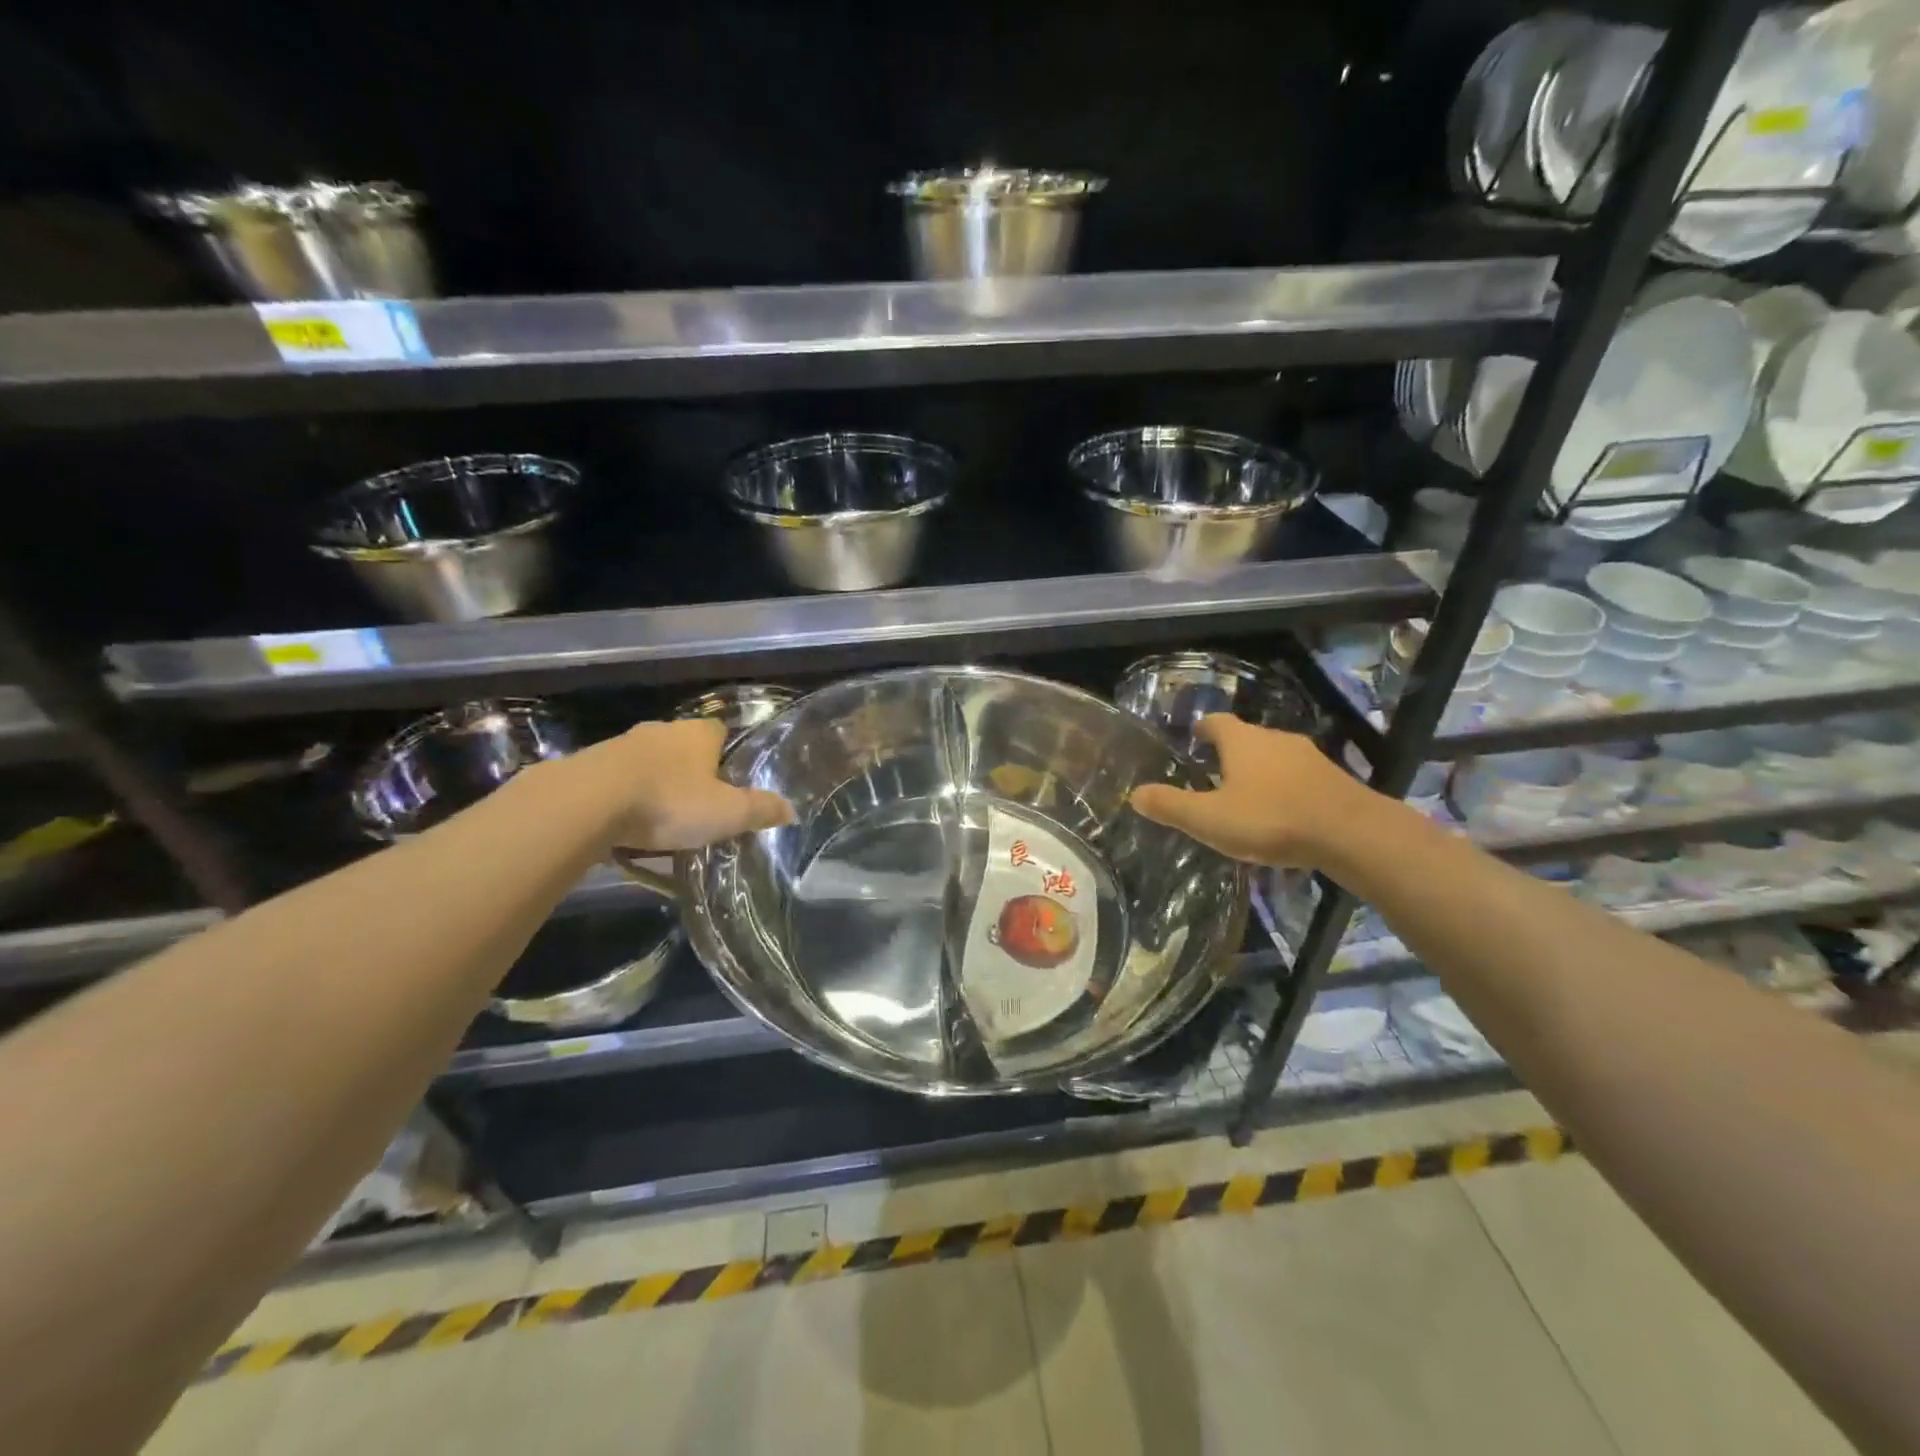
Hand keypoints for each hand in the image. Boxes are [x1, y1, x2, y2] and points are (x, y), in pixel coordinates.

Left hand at [555, 719, 793, 852]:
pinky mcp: (590, 766)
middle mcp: (661, 730)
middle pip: (684, 748)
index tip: (729, 782)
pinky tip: (627, 827)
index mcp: (698, 733)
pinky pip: (618, 782)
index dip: (727, 754)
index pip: (720, 731)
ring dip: (656, 786)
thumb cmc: (669, 801)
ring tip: (662, 822)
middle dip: (691, 773)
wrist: (587, 802)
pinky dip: (625, 799)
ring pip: (649, 764)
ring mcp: (622, 745)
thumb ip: (760, 810)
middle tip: (699, 807)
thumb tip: (791, 810)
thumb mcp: (727, 813)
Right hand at [1129, 716, 1373, 868]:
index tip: (1193, 740)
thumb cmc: (1271, 819)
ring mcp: (1308, 757)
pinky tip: (1281, 814)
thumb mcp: (1210, 819)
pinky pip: (1298, 777)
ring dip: (1259, 772)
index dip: (1201, 730)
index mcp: (1242, 741)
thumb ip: (1171, 806)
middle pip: (1246, 738)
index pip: (1215, 722)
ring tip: (1245, 798)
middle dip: (1228, 754)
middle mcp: (1275, 739)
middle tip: (1211, 776)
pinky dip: (1285, 789)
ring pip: (1274, 757)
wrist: (1353, 833)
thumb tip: (1135, 794)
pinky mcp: (1333, 779)